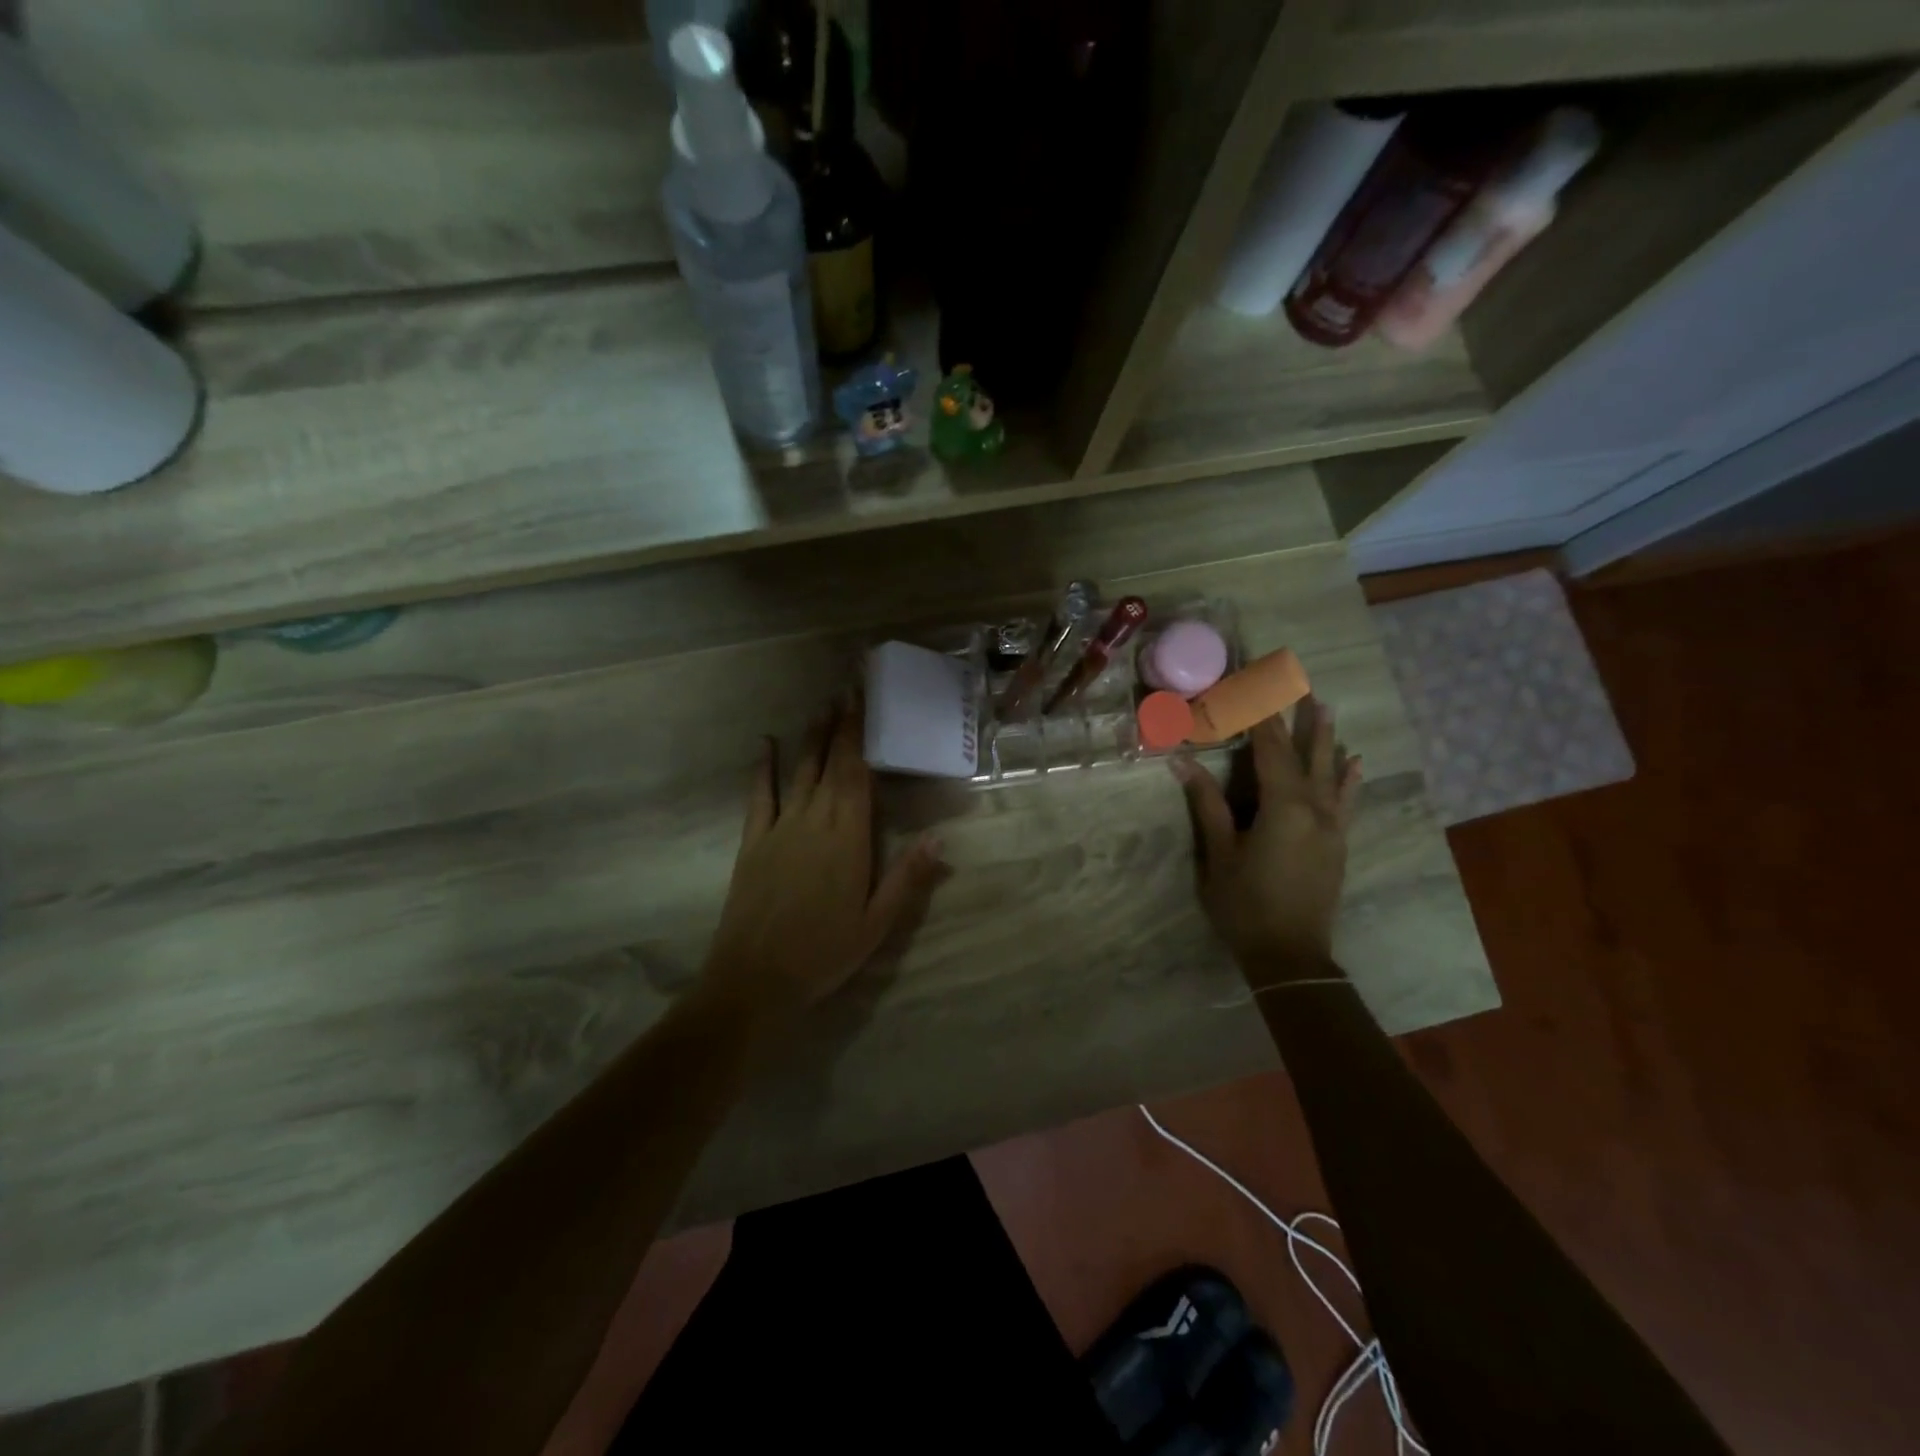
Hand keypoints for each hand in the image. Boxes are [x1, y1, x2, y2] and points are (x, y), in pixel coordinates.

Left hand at [704, 698, 943, 1024]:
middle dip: (840, 724)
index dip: (860, 733)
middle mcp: (814, 820)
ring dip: (810, 737)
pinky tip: (765, 744)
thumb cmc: (824, 952)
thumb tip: (941, 838)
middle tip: (847, 689)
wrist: (755, 979)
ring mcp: (780, 828)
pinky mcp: (753, 842)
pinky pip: (759, 795)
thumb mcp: (877, 923)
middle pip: (829, 763)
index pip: (857, 773)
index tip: (863, 699)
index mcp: (848, 837)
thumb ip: (908, 878)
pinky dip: (763, 767)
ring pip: (799, 771)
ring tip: (821, 707)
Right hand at [1172, 697, 1361, 985]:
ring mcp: (1331, 826)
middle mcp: (1314, 808)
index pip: (1270, 749)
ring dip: (1325, 738)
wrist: (1291, 957)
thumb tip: (1182, 762)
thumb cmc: (1245, 905)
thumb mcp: (1219, 854)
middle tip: (1297, 681)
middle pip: (1304, 753)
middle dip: (1297, 716)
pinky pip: (1345, 801)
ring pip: (1329, 772)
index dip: (1261, 715)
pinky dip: (1348, 779)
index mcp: (1282, 807)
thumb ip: (1207, 805)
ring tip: (1325, 706)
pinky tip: (1354, 762)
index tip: (1254, 682)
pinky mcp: (1337, 843)